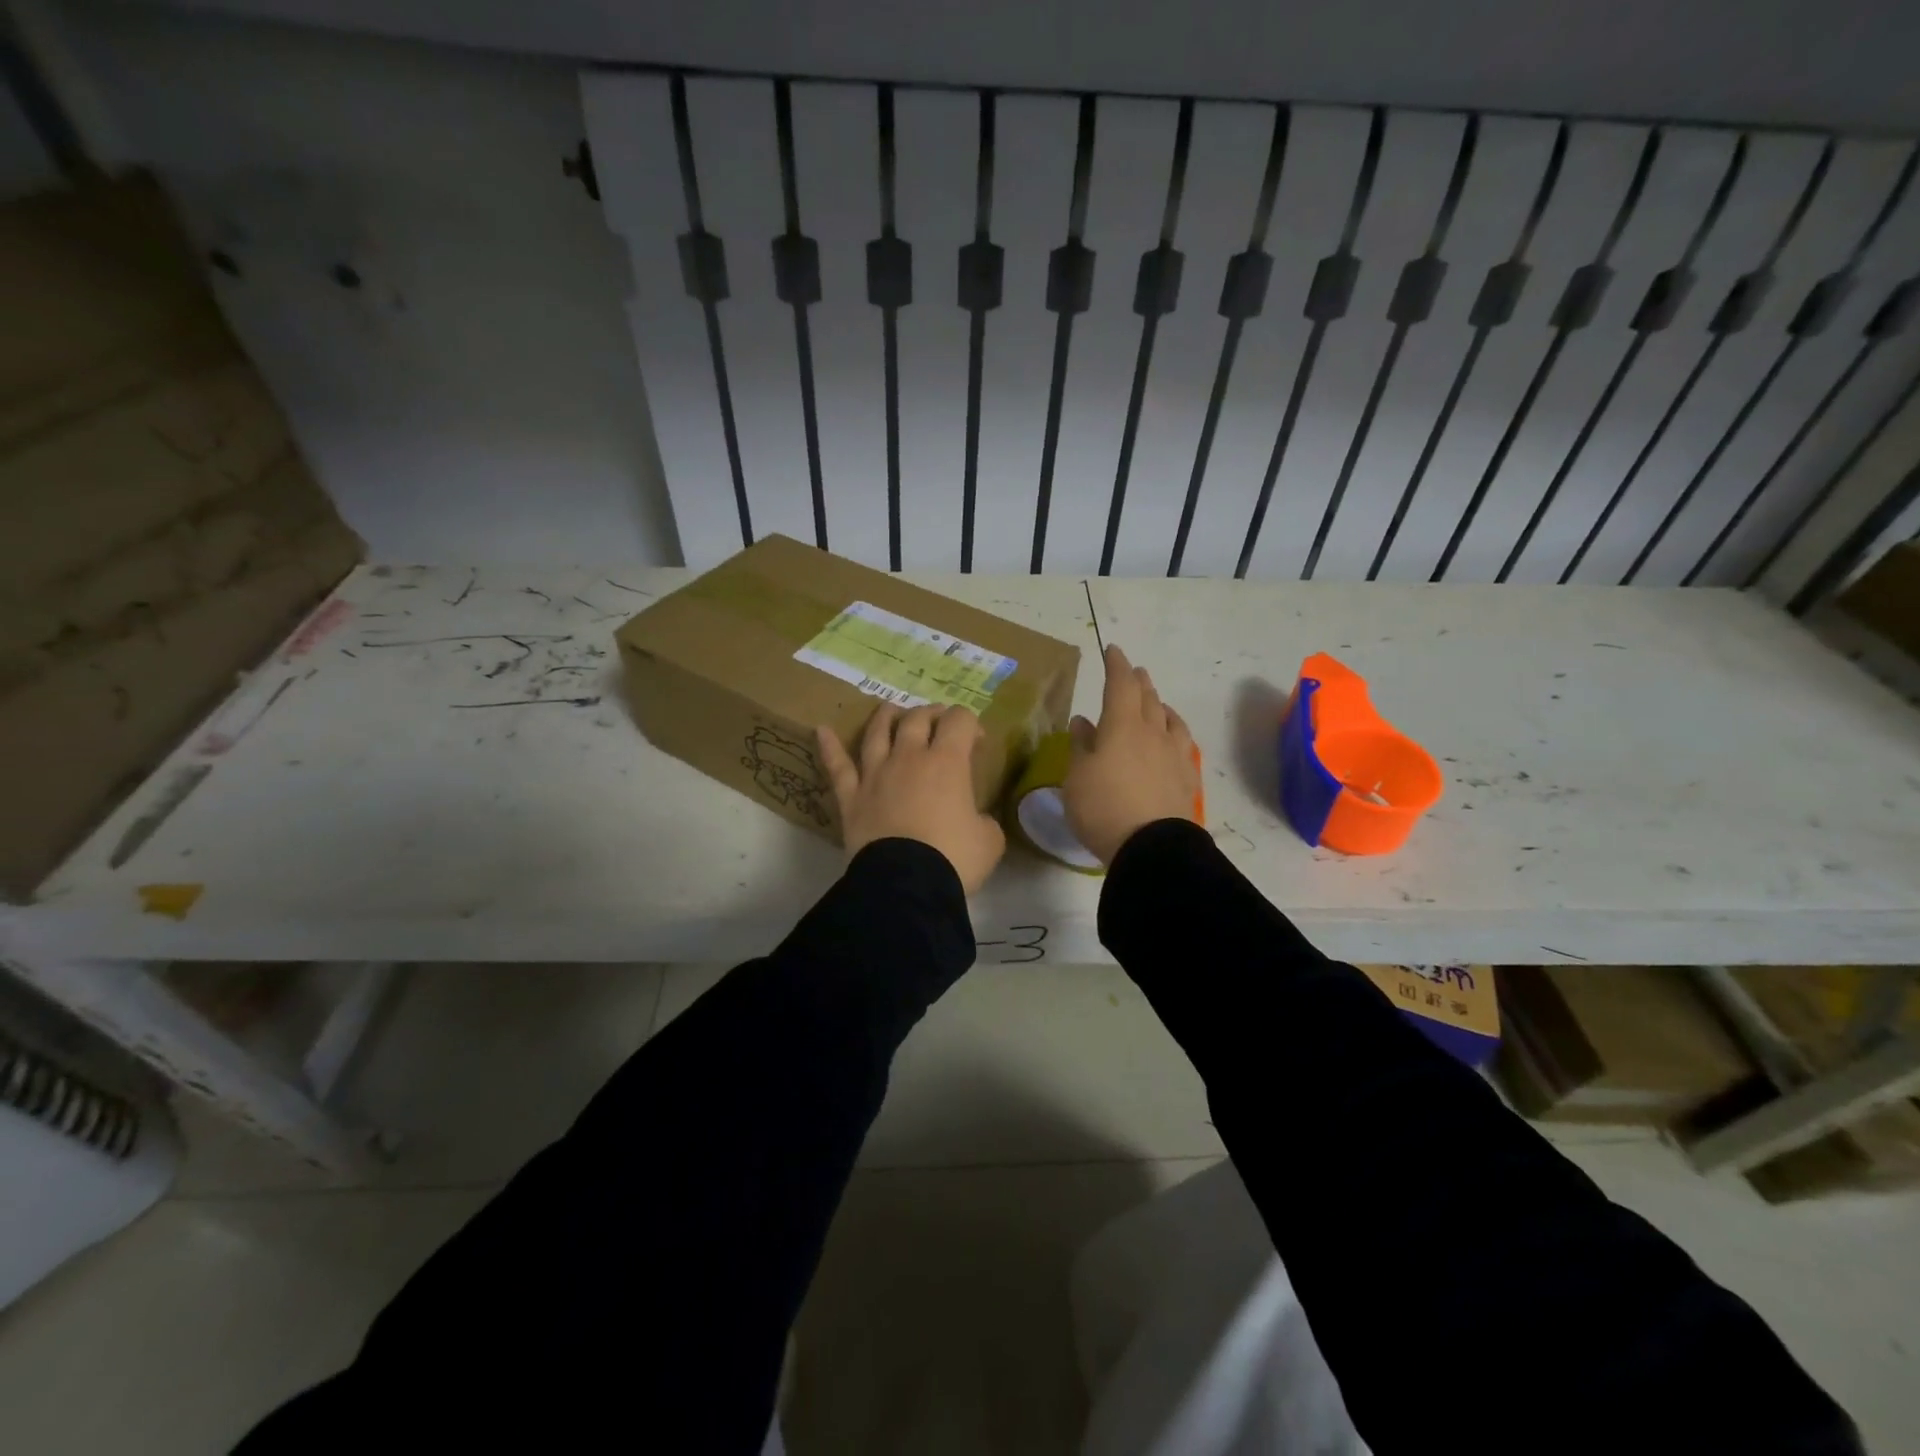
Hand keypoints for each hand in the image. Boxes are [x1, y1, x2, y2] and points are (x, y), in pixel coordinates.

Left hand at [817, 704, 1006, 893]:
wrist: (906, 884)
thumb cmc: (954, 858)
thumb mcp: (989, 840)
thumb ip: (984, 820)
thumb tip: (976, 820)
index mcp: (948, 762)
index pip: (959, 721)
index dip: (970, 723)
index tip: (977, 741)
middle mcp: (909, 757)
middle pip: (917, 719)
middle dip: (931, 714)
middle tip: (939, 721)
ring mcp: (875, 774)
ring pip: (877, 733)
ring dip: (885, 717)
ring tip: (890, 709)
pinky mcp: (851, 797)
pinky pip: (837, 766)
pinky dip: (829, 747)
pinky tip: (821, 730)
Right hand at [1062, 644, 1199, 865]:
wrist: (1152, 847)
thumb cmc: (1103, 807)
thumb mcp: (1077, 777)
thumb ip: (1081, 745)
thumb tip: (1084, 721)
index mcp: (1122, 726)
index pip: (1120, 685)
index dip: (1116, 665)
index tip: (1112, 650)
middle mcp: (1152, 732)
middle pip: (1148, 697)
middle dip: (1139, 681)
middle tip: (1134, 671)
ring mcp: (1174, 755)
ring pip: (1170, 719)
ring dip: (1160, 705)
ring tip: (1156, 702)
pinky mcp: (1187, 778)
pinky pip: (1183, 744)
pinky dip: (1175, 732)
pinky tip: (1173, 739)